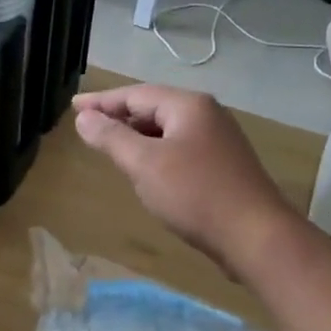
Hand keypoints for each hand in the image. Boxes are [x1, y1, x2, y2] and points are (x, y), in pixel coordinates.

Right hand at [73, 84, 302, 277]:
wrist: (256, 237)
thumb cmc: (196, 194)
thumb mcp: (144, 164)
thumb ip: (112, 137)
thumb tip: (84, 117)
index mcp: (188, 106)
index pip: (136, 94)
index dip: (101, 101)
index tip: (73, 107)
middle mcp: (207, 115)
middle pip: (153, 107)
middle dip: (119, 116)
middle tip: (88, 125)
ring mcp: (219, 141)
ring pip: (167, 130)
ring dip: (137, 135)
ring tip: (110, 145)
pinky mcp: (224, 167)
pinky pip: (180, 149)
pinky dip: (155, 152)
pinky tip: (145, 169)